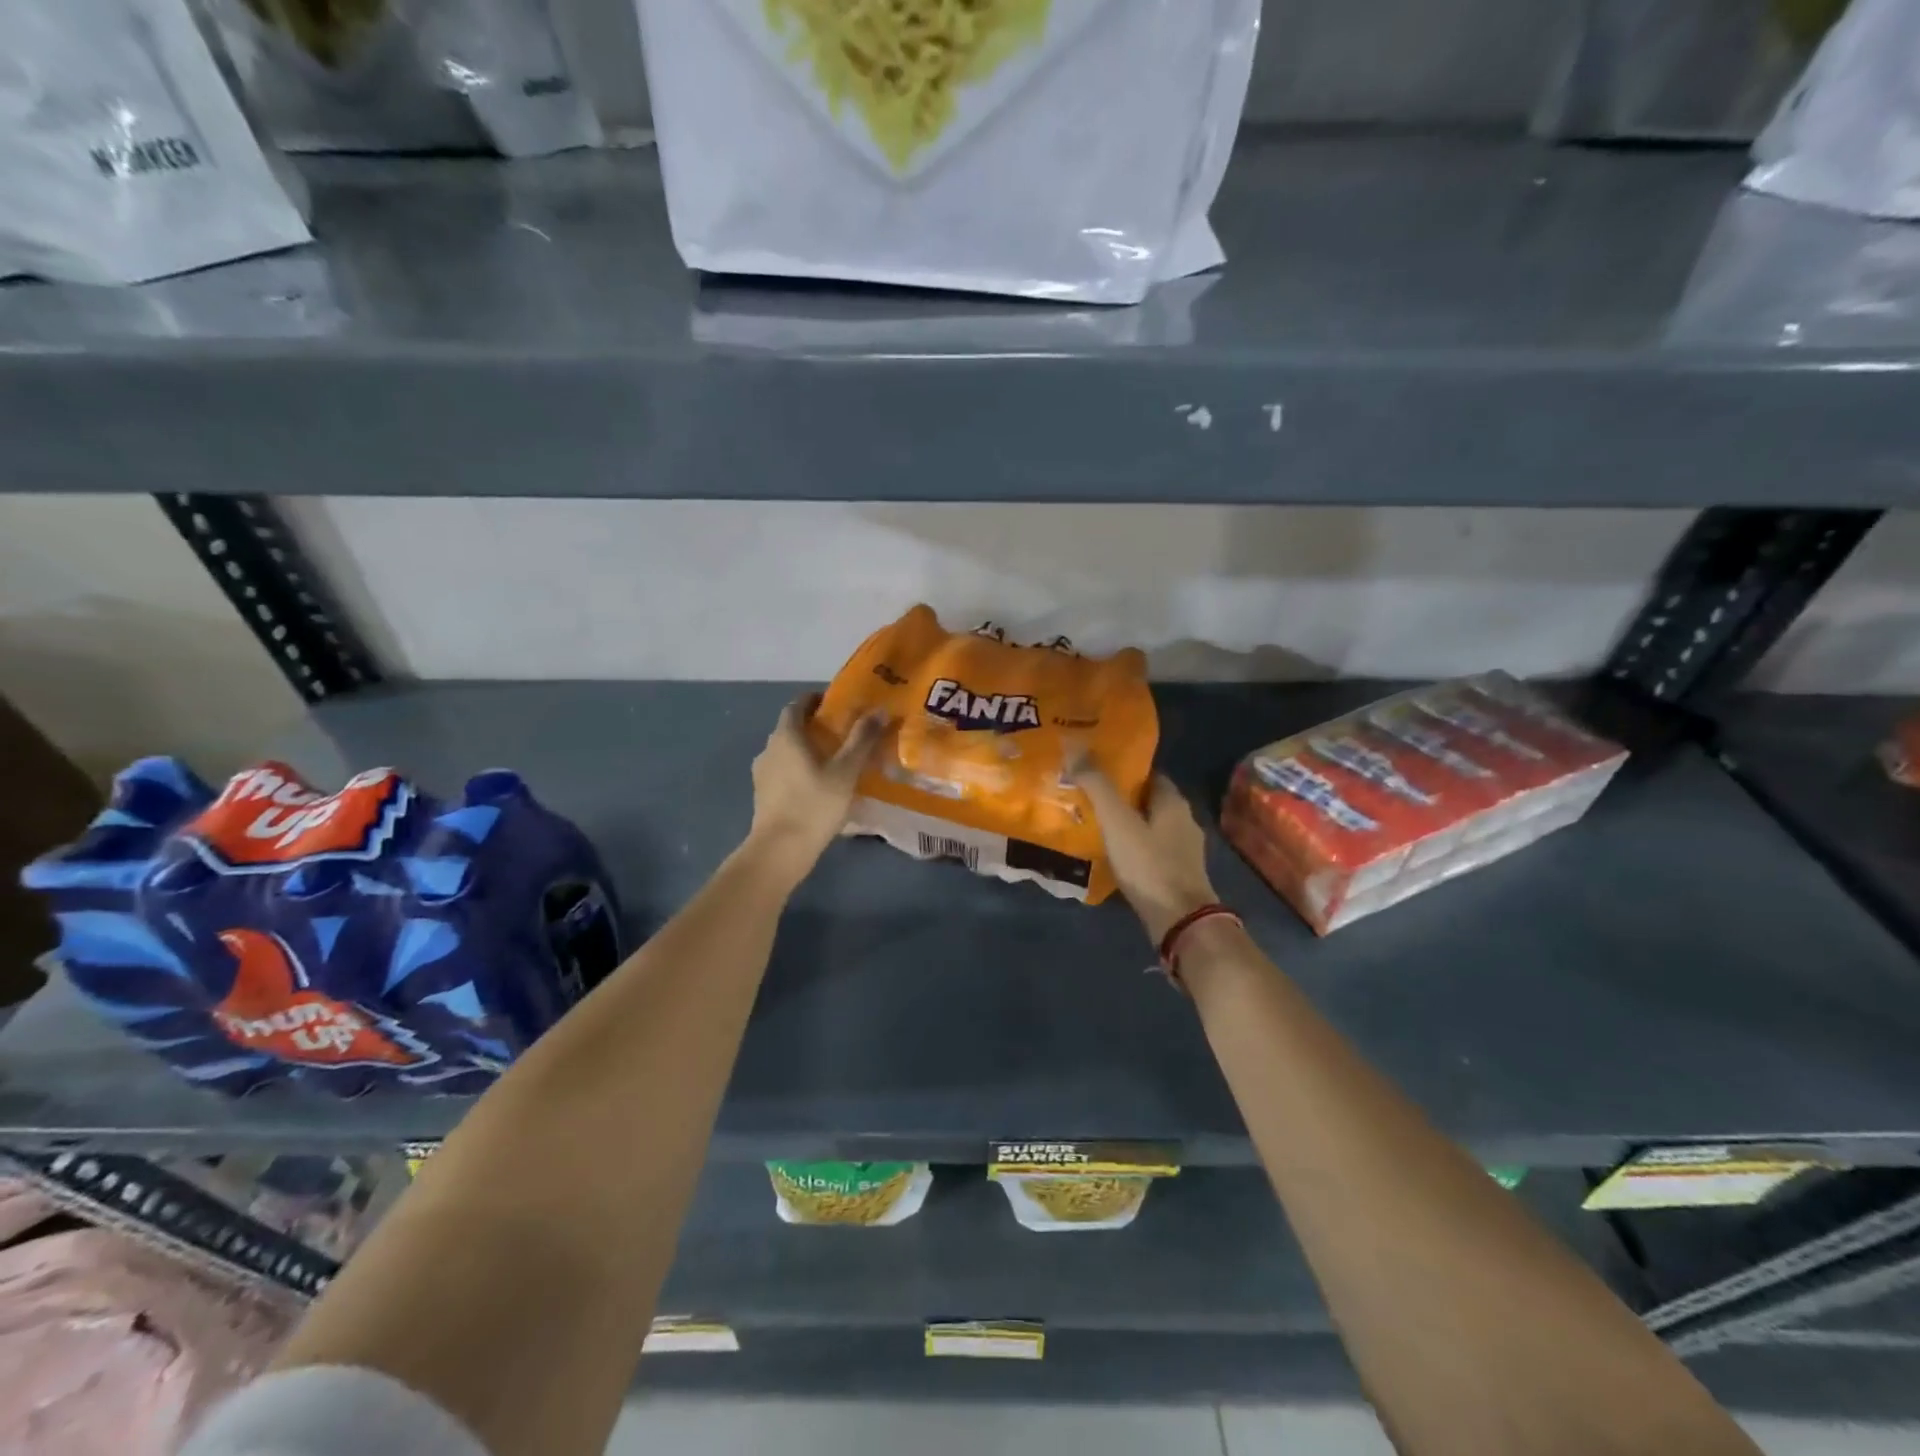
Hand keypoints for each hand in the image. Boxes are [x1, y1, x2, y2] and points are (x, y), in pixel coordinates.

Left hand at [745, 695, 884, 880]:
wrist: (780, 850)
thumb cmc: (814, 804)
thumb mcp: (845, 771)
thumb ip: (862, 739)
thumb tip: (878, 710)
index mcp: (786, 736)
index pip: (797, 704)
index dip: (815, 699)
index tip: (836, 702)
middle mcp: (769, 748)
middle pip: (791, 727)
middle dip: (815, 725)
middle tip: (843, 732)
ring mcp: (762, 773)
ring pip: (787, 751)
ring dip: (807, 749)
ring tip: (834, 760)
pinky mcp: (763, 794)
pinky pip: (783, 771)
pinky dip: (800, 769)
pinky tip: (819, 785)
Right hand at [1071, 764, 1218, 943]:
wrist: (1180, 921)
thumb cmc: (1149, 865)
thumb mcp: (1118, 822)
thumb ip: (1098, 786)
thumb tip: (1075, 746)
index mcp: (1174, 802)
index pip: (1148, 773)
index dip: (1123, 769)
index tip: (1095, 769)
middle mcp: (1184, 820)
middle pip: (1148, 800)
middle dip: (1121, 798)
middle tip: (1088, 796)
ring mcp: (1184, 850)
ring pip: (1150, 826)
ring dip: (1127, 824)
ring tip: (1094, 825)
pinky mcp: (1178, 874)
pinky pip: (1151, 850)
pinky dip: (1133, 847)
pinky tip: (1112, 854)